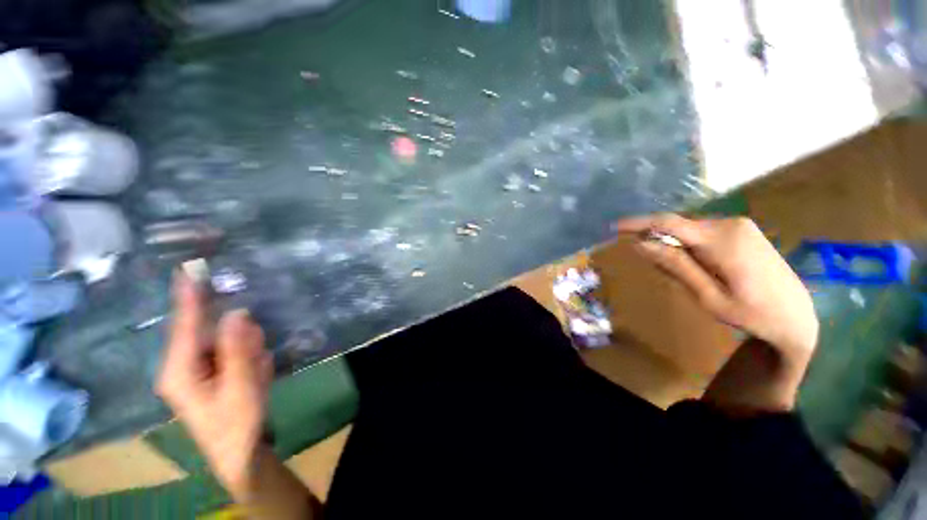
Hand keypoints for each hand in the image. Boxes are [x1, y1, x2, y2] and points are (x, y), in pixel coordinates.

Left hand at [156, 273, 273, 495]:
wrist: (240, 451)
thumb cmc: (236, 422)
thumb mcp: (241, 386)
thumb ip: (237, 349)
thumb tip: (236, 313)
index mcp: (179, 369)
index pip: (184, 325)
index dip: (188, 297)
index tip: (188, 269)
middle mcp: (182, 365)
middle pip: (210, 333)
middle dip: (238, 339)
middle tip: (256, 358)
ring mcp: (197, 369)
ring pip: (226, 342)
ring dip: (248, 352)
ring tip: (257, 374)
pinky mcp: (211, 372)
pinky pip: (233, 352)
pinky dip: (250, 360)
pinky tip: (256, 377)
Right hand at [617, 215, 818, 411]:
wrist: (798, 317)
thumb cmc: (753, 315)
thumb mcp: (708, 296)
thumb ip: (675, 266)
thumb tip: (640, 244)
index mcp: (722, 240)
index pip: (669, 223)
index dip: (639, 223)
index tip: (614, 227)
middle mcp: (730, 224)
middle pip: (679, 227)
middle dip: (659, 242)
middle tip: (659, 271)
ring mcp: (739, 225)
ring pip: (689, 230)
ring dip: (675, 247)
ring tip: (686, 277)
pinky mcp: (742, 231)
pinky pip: (702, 233)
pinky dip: (689, 247)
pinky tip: (700, 268)